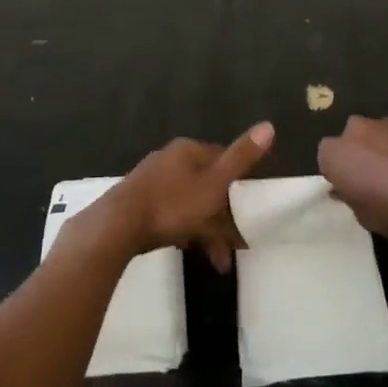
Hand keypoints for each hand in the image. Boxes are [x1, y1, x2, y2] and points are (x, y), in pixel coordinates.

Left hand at [79, 124, 273, 271]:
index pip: (222, 159)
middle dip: (223, 216)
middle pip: (206, 184)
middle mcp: (170, 159)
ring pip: (189, 202)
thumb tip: (269, 125)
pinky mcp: (140, 201)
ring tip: (218, 261)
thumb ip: (241, 158)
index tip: (249, 208)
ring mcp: (153, 180)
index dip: (239, 183)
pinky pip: (171, 213)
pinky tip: (189, 249)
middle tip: (235, 245)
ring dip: (206, 230)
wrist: (118, 225)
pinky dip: (185, 230)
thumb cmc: (172, 204)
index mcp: (189, 150)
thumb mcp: (214, 184)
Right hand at [317, 116, 387, 248]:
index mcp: (336, 153)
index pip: (326, 160)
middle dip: (360, 157)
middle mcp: (357, 129)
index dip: (340, 177)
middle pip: (352, 141)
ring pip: (378, 137)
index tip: (353, 194)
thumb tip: (351, 190)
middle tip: (376, 184)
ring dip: (385, 152)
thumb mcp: (367, 219)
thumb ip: (353, 199)